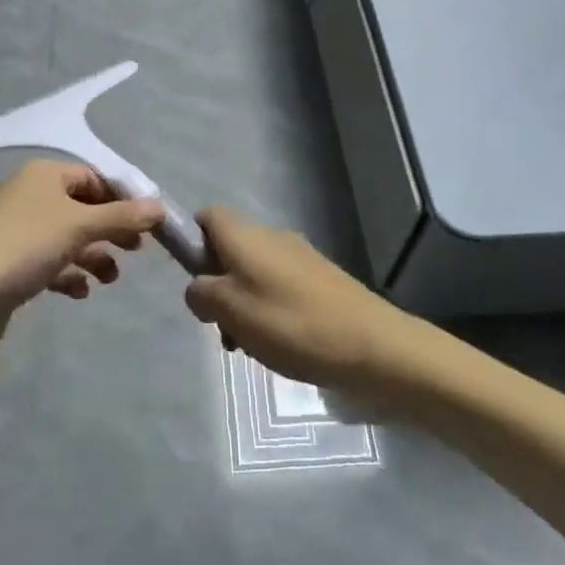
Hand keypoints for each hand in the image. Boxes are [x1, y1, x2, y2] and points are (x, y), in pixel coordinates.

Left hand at [0, 159, 164, 366]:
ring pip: (68, 238)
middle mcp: (30, 197)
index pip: (93, 177)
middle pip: (82, 207)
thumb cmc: (23, 247)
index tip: (148, 223)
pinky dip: (69, 274)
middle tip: (137, 251)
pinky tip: (80, 292)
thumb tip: (160, 206)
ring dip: (93, 255)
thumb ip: (122, 216)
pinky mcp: (10, 265)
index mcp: (44, 176)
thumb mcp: (79, 226)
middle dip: (111, 228)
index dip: (122, 197)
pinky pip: (50, 263)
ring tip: (110, 278)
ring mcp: (18, 232)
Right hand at [184, 207, 412, 390]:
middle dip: (217, 285)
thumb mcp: (229, 310)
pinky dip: (269, 312)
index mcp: (246, 235)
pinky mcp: (321, 282)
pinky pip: (279, 289)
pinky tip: (276, 347)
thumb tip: (198, 288)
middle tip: (219, 325)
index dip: (191, 242)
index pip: (207, 217)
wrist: (372, 346)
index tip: (192, 279)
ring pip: (253, 274)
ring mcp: (300, 259)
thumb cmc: (290, 323)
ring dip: (242, 305)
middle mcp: (272, 237)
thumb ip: (201, 293)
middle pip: (229, 249)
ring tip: (247, 345)